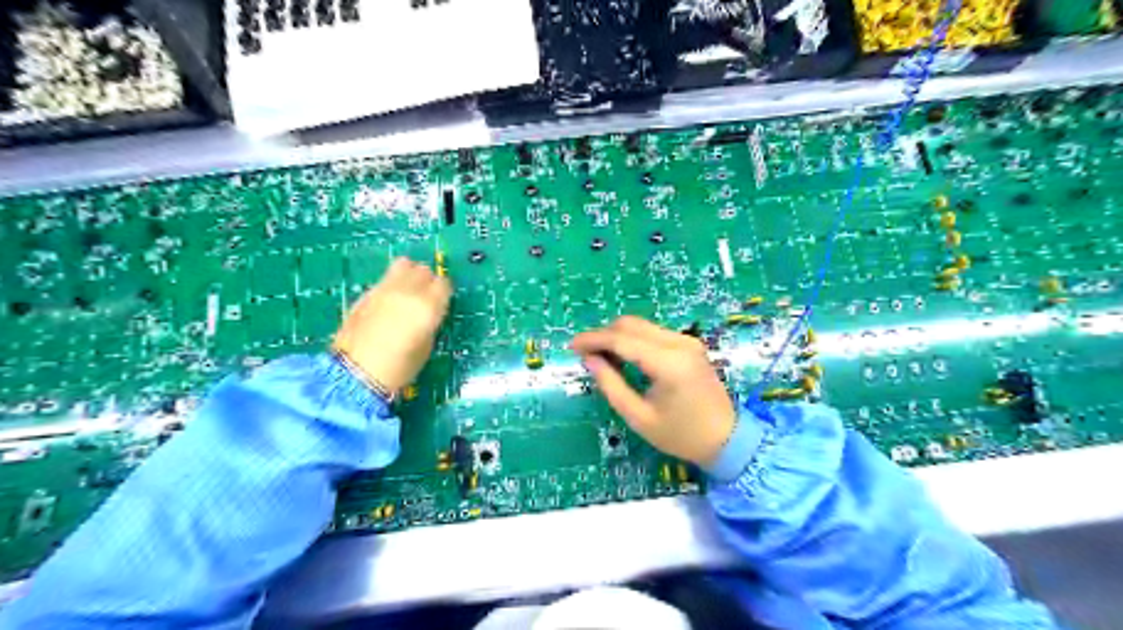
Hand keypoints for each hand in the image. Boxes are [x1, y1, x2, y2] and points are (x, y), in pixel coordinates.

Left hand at [333, 258, 449, 391]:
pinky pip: (386, 278)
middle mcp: (407, 291)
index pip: (444, 284)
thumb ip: (430, 321)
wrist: (355, 374)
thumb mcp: (426, 346)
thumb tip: (429, 311)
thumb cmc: (399, 368)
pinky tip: (389, 302)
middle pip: (424, 270)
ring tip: (408, 292)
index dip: (444, 293)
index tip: (442, 303)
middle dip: (428, 281)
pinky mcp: (366, 293)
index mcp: (427, 306)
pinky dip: (392, 283)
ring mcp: (384, 289)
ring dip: (410, 275)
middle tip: (426, 298)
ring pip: (404, 265)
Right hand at [571, 317, 737, 463]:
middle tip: (584, 353)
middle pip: (631, 324)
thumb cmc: (680, 435)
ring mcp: (687, 341)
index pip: (622, 340)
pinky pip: (654, 333)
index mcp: (668, 363)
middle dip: (603, 334)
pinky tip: (623, 356)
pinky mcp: (690, 344)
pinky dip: (633, 339)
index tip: (571, 346)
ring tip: (601, 357)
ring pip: (642, 326)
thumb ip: (611, 385)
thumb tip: (589, 359)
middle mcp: (679, 343)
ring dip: (618, 336)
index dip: (593, 339)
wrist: (726, 439)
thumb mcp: (639, 417)